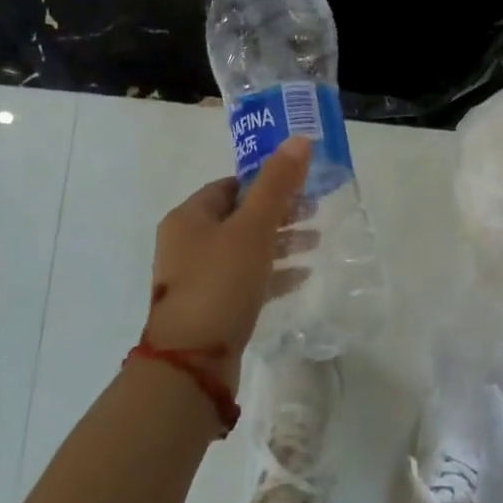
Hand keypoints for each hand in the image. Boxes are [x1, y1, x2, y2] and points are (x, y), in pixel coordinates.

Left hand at [147, 136, 311, 389]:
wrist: (192, 363)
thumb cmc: (220, 283)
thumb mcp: (252, 228)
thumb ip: (277, 184)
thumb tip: (299, 139)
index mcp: (188, 218)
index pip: (230, 186)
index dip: (265, 181)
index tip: (299, 185)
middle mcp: (186, 244)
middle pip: (239, 217)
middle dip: (278, 213)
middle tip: (314, 212)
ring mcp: (195, 279)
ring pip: (244, 249)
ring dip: (279, 243)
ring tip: (316, 242)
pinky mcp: (209, 309)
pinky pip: (245, 280)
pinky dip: (272, 273)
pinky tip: (302, 276)